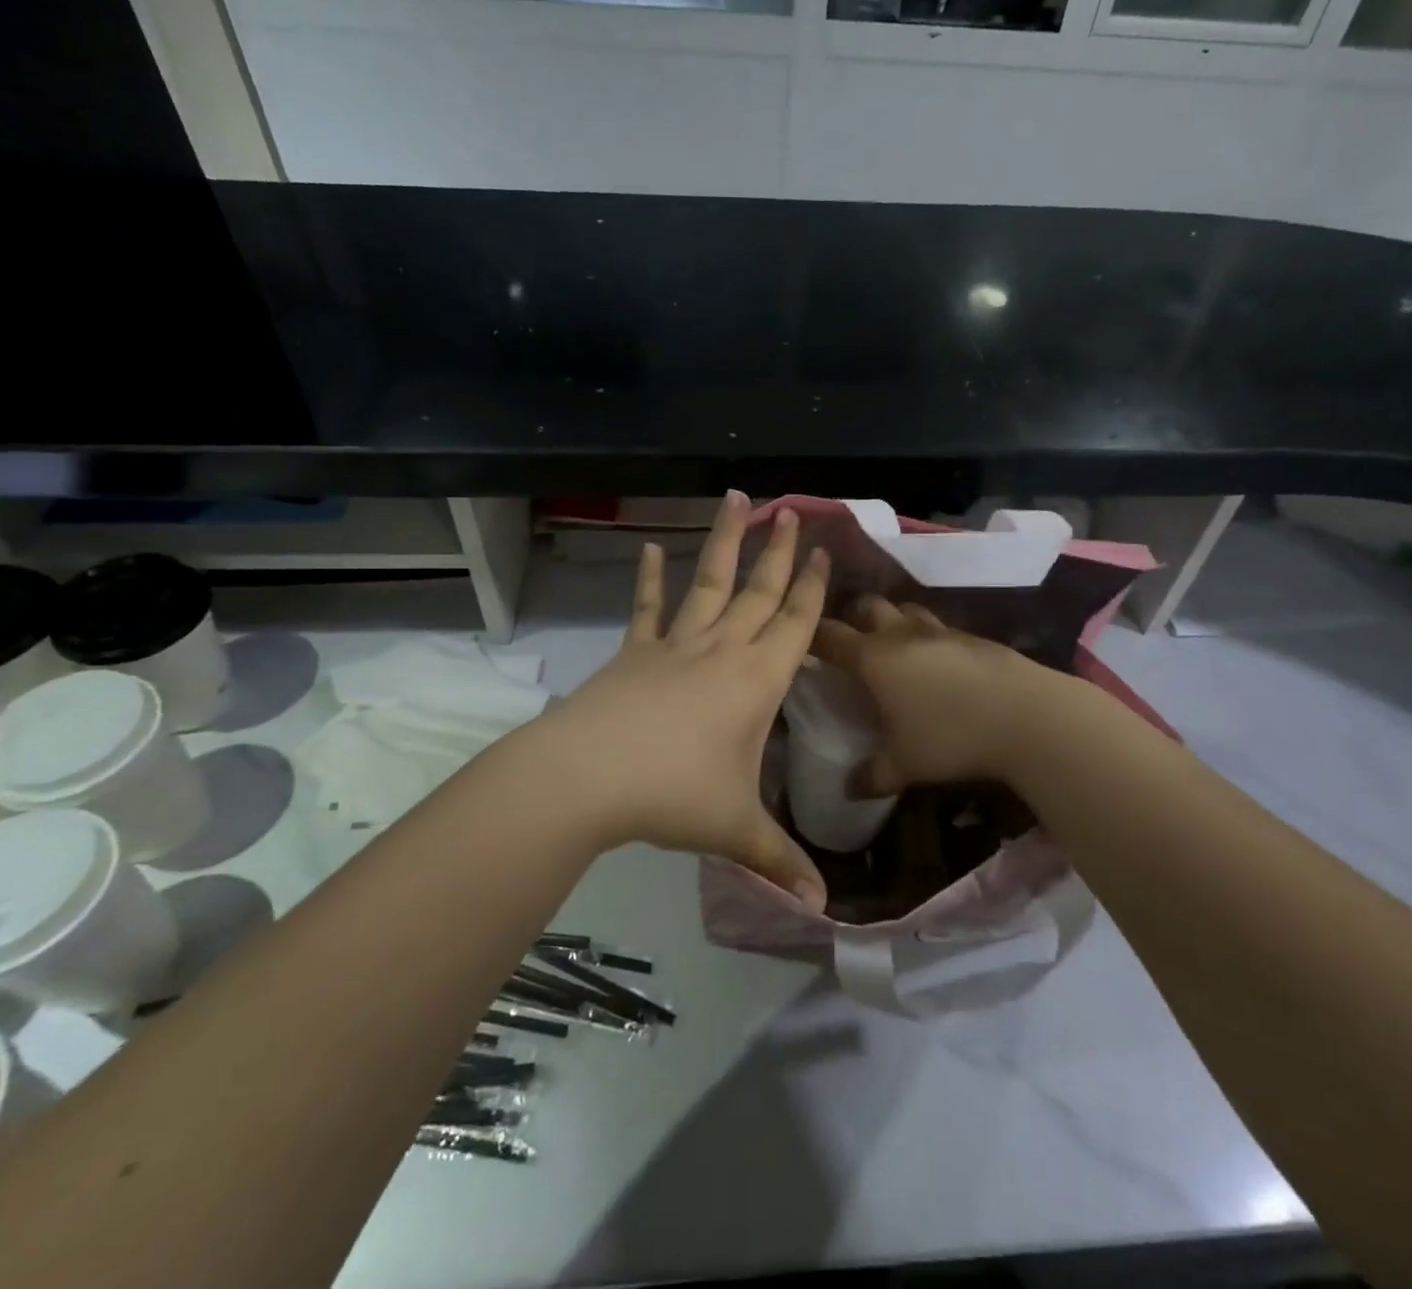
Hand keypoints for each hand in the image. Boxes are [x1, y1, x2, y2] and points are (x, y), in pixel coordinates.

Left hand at [535, 492, 829, 909]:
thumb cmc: (674, 795)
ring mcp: (676, 646)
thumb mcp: (735, 830)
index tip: (822, 550)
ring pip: (710, 584)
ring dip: (725, 543)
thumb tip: (821, 910)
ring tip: (736, 500)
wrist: (588, 776)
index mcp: (757, 680)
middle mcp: (722, 650)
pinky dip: (649, 580)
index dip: (812, 587)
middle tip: (792, 511)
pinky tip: (648, 549)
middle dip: (779, 552)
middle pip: (760, 591)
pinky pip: (648, 610)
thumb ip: (779, 862)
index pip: (796, 623)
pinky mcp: (636, 652)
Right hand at [813, 596, 1053, 796]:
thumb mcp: (904, 765)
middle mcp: (901, 634)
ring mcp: (939, 630)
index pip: (829, 636)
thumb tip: (848, 789)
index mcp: (873, 658)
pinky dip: (926, 636)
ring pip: (905, 608)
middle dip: (852, 617)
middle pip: (866, 606)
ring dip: (892, 620)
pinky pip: (937, 627)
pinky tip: (936, 662)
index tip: (801, 644)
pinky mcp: (972, 636)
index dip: (811, 637)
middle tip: (849, 641)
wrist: (1028, 716)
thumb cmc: (951, 737)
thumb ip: (871, 776)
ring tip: (892, 645)